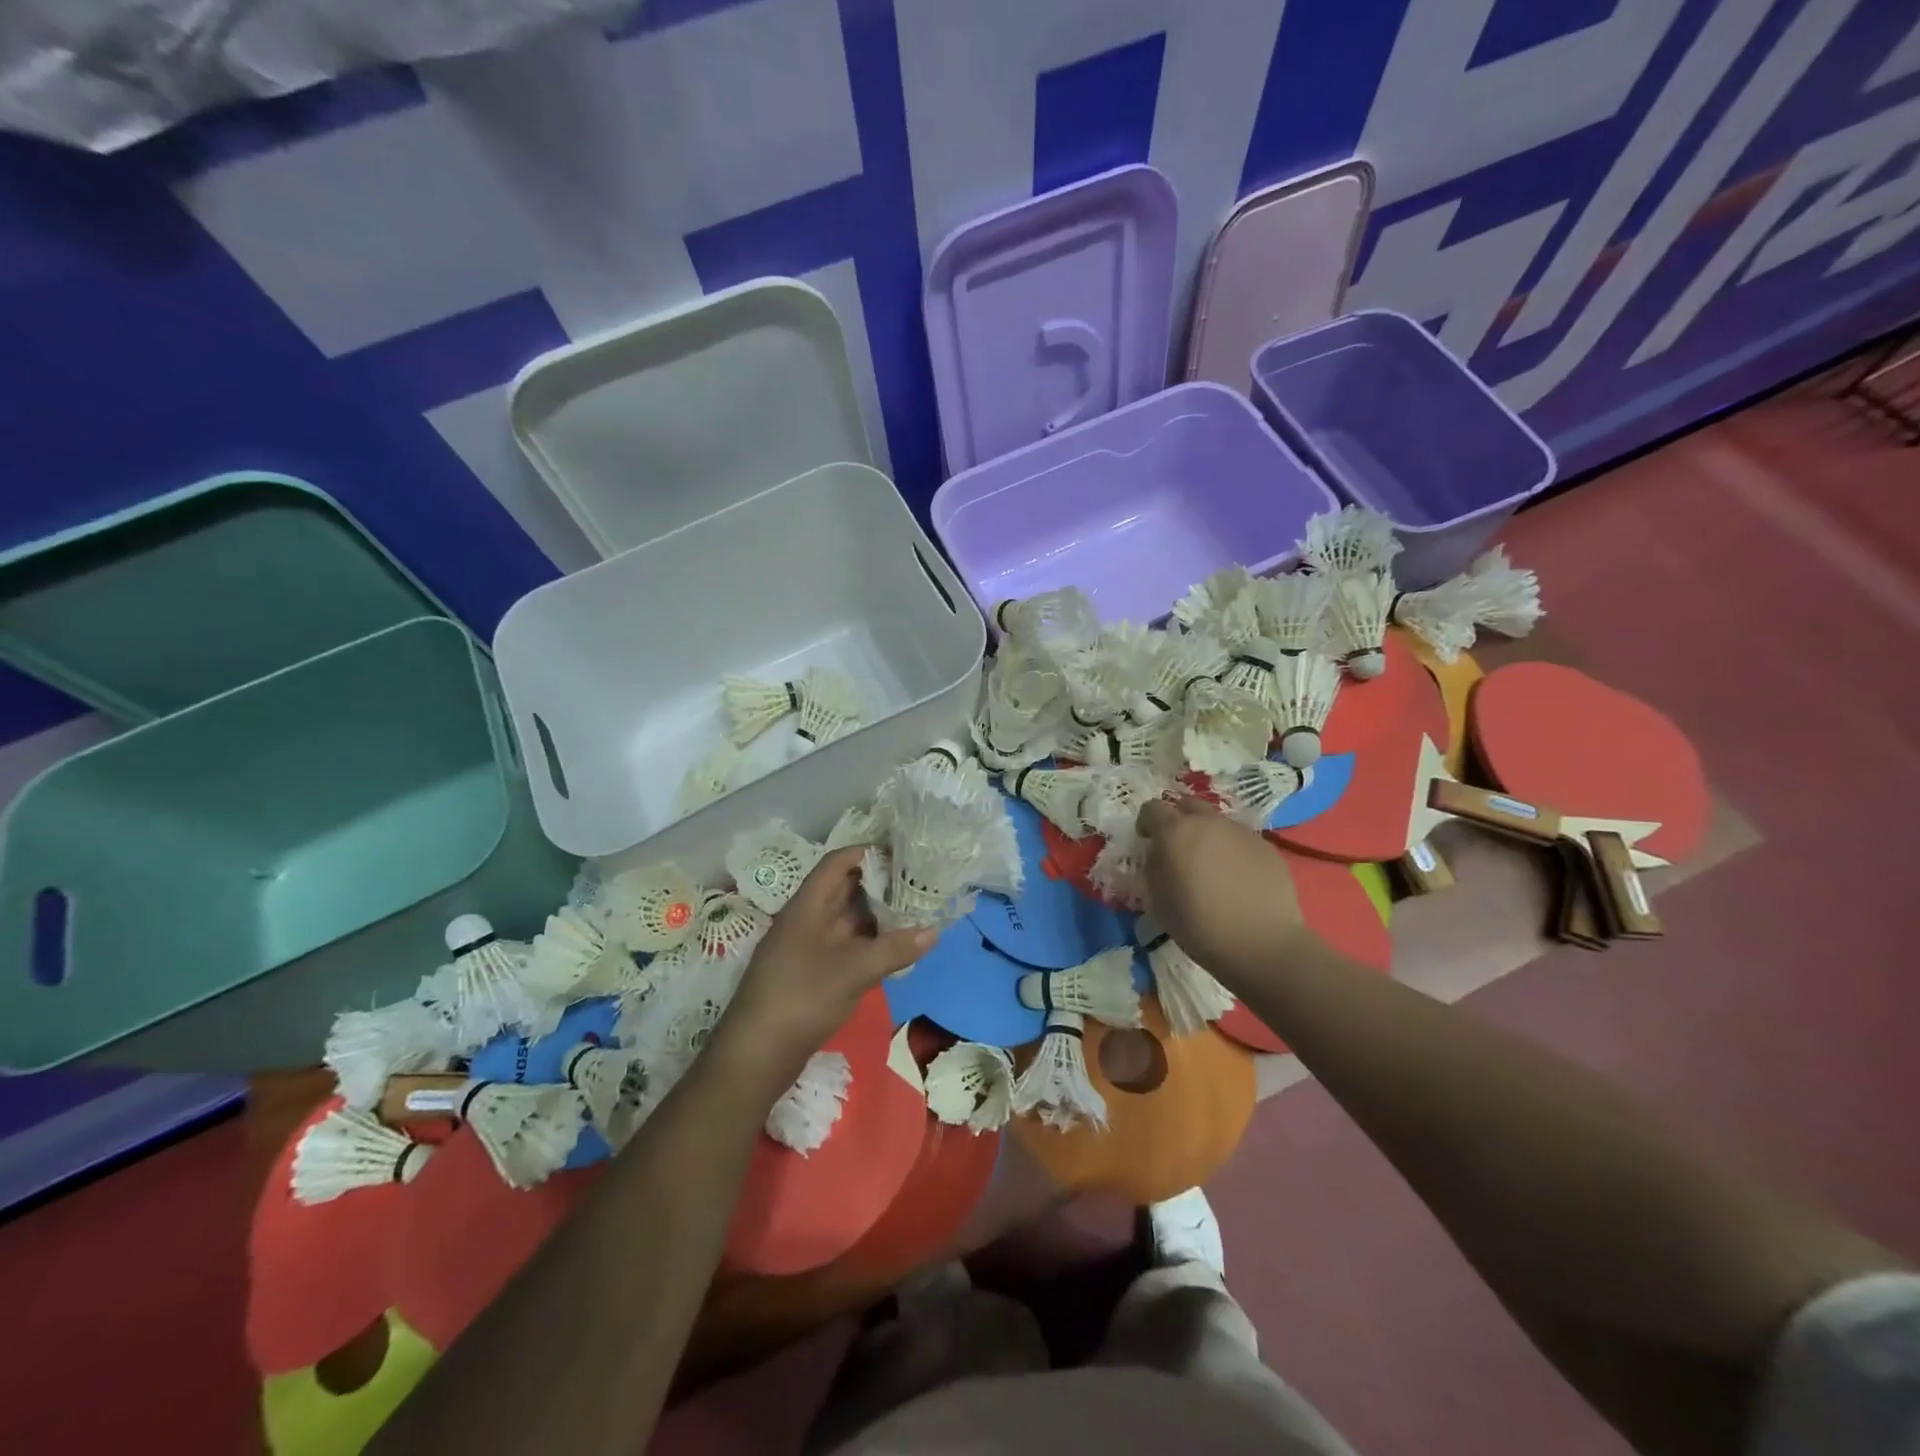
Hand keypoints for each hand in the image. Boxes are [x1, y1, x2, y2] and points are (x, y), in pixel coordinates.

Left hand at [713, 847, 934, 1099]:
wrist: (756, 1056)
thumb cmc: (801, 999)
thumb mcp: (853, 971)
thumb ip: (894, 949)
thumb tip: (934, 931)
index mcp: (807, 906)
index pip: (838, 863)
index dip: (867, 852)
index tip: (903, 852)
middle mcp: (806, 920)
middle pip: (844, 890)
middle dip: (880, 885)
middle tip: (918, 882)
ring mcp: (807, 948)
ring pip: (847, 920)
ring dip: (877, 916)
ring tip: (915, 912)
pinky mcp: (811, 974)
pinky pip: (845, 946)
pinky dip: (869, 943)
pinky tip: (895, 949)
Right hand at [1136, 798, 1308, 983]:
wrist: (1261, 944)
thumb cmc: (1199, 925)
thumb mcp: (1157, 899)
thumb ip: (1152, 866)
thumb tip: (1158, 853)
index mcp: (1175, 832)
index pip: (1152, 808)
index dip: (1146, 823)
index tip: (1146, 841)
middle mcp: (1209, 822)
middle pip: (1187, 805)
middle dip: (1178, 820)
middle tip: (1178, 848)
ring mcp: (1241, 832)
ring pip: (1217, 822)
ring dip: (1207, 835)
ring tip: (1211, 867)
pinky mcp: (1266, 846)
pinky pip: (1241, 840)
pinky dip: (1233, 850)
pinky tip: (1237, 879)